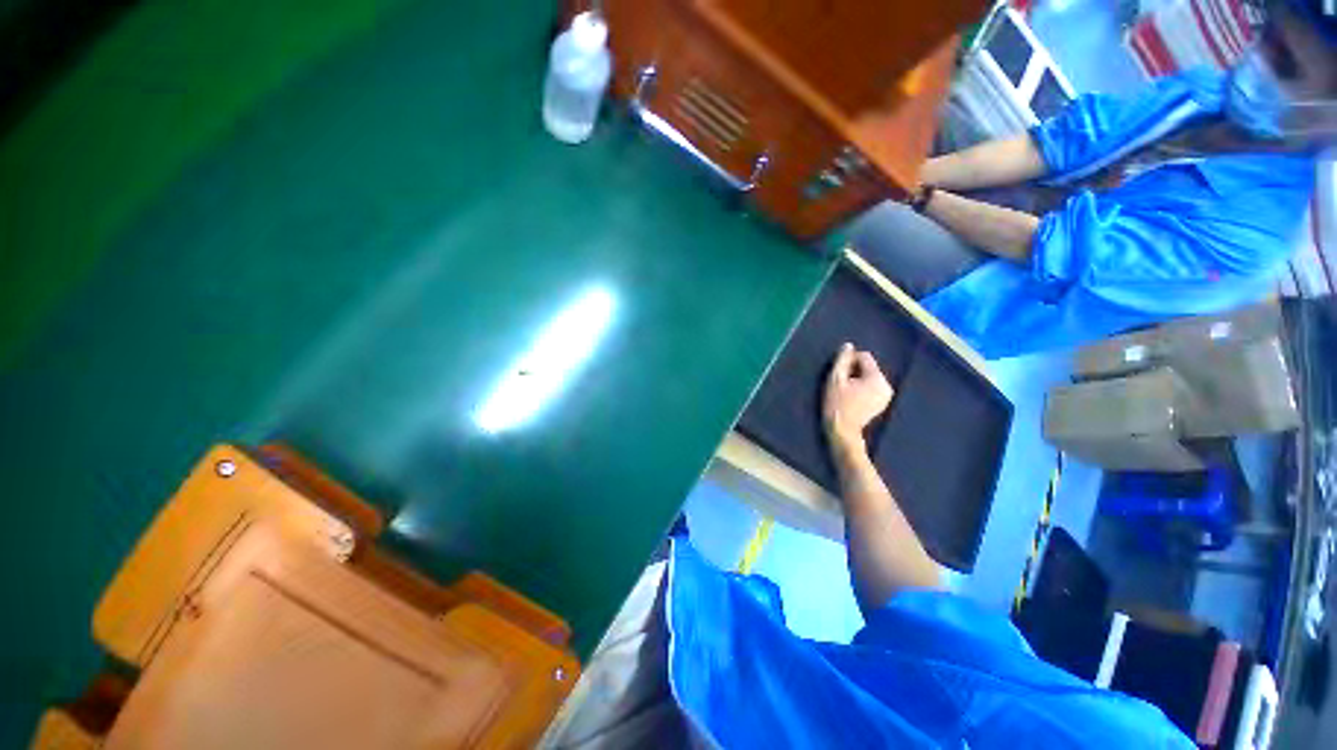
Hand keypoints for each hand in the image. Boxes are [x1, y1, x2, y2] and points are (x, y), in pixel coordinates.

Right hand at [823, 343, 893, 454]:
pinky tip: (851, 398)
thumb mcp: (835, 380)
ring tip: (844, 392)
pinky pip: (871, 387)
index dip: (849, 361)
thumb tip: (848, 345)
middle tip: (840, 384)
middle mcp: (886, 385)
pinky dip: (861, 388)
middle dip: (853, 371)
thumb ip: (842, 360)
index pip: (864, 356)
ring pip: (869, 377)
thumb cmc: (837, 405)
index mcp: (877, 378)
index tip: (839, 374)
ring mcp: (886, 395)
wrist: (842, 432)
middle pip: (868, 367)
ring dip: (856, 379)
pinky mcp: (881, 403)